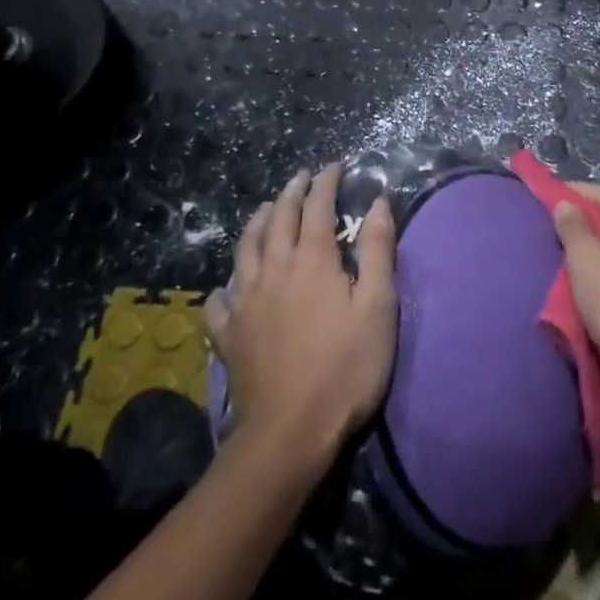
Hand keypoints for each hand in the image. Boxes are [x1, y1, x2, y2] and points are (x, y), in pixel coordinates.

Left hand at [206, 165, 396, 456]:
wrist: (290, 433)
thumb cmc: (345, 367)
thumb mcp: (378, 306)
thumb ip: (377, 250)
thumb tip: (377, 202)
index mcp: (312, 258)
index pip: (318, 205)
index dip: (327, 181)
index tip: (336, 166)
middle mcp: (274, 267)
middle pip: (279, 217)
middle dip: (293, 191)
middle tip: (303, 177)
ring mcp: (246, 300)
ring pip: (247, 246)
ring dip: (258, 220)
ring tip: (267, 209)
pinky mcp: (229, 333)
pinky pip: (220, 299)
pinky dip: (226, 284)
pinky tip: (230, 286)